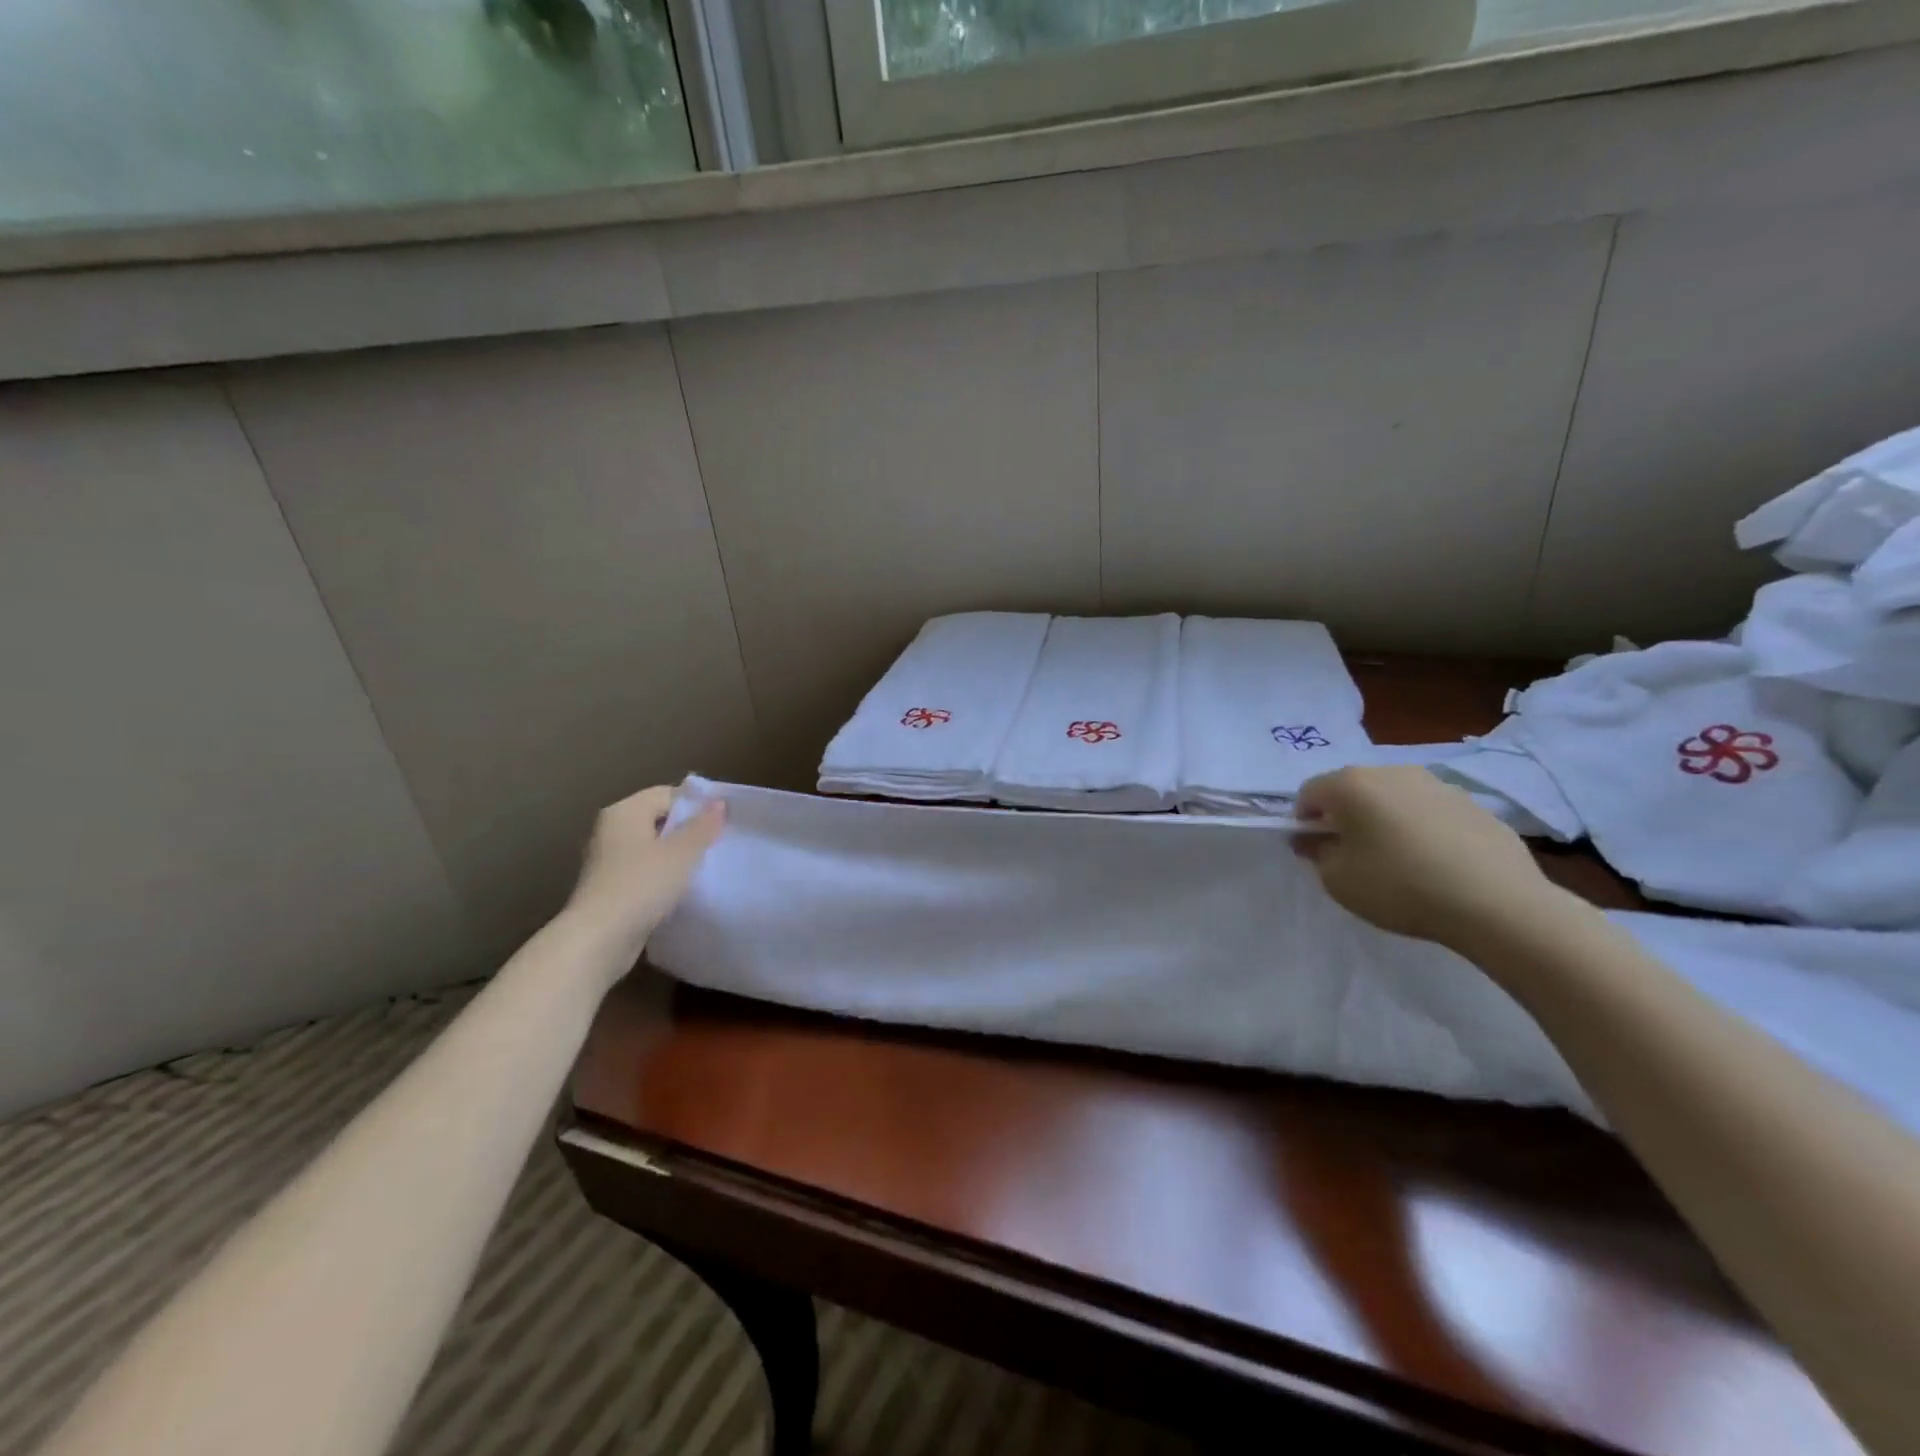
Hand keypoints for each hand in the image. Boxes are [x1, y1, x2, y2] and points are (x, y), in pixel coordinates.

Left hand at [566, 784, 724, 956]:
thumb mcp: (681, 853)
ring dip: (676, 856)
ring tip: (704, 867)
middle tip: (717, 844)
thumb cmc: (641, 885)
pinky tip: (681, 890)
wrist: (599, 939)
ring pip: (651, 848)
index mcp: (624, 812)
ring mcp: (607, 860)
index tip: (722, 823)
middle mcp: (611, 830)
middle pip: (658, 820)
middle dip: (687, 831)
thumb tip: (719, 802)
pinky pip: (643, 871)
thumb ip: (703, 826)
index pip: (667, 794)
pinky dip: (662, 877)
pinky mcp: (609, 888)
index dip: (696, 805)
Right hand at [1294, 765, 1560, 951]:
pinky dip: (1422, 829)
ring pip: (1393, 797)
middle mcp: (1391, 771)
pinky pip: (1430, 812)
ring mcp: (1436, 784)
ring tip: (1398, 861)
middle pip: (1352, 789)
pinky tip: (1435, 864)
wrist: (1496, 903)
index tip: (1315, 851)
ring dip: (1385, 820)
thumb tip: (1316, 839)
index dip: (1304, 821)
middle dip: (1344, 816)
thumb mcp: (1338, 880)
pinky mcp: (1472, 804)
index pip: (1309, 793)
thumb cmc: (1400, 887)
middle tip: (1353, 855)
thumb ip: (1317, 853)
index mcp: (1350, 784)